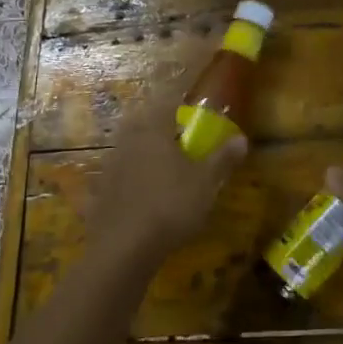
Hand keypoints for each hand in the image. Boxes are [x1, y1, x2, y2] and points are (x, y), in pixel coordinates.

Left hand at [88, 80, 246, 262]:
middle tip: (179, 133)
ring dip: (147, 150)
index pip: (166, 100)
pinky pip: (122, 173)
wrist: (123, 248)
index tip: (189, 95)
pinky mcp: (101, 190)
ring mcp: (110, 165)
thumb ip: (222, 158)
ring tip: (166, 164)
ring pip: (131, 147)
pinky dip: (135, 176)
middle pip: (144, 121)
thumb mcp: (206, 183)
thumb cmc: (170, 205)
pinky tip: (146, 193)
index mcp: (152, 129)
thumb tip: (242, 138)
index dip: (178, 95)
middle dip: (161, 124)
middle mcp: (128, 139)